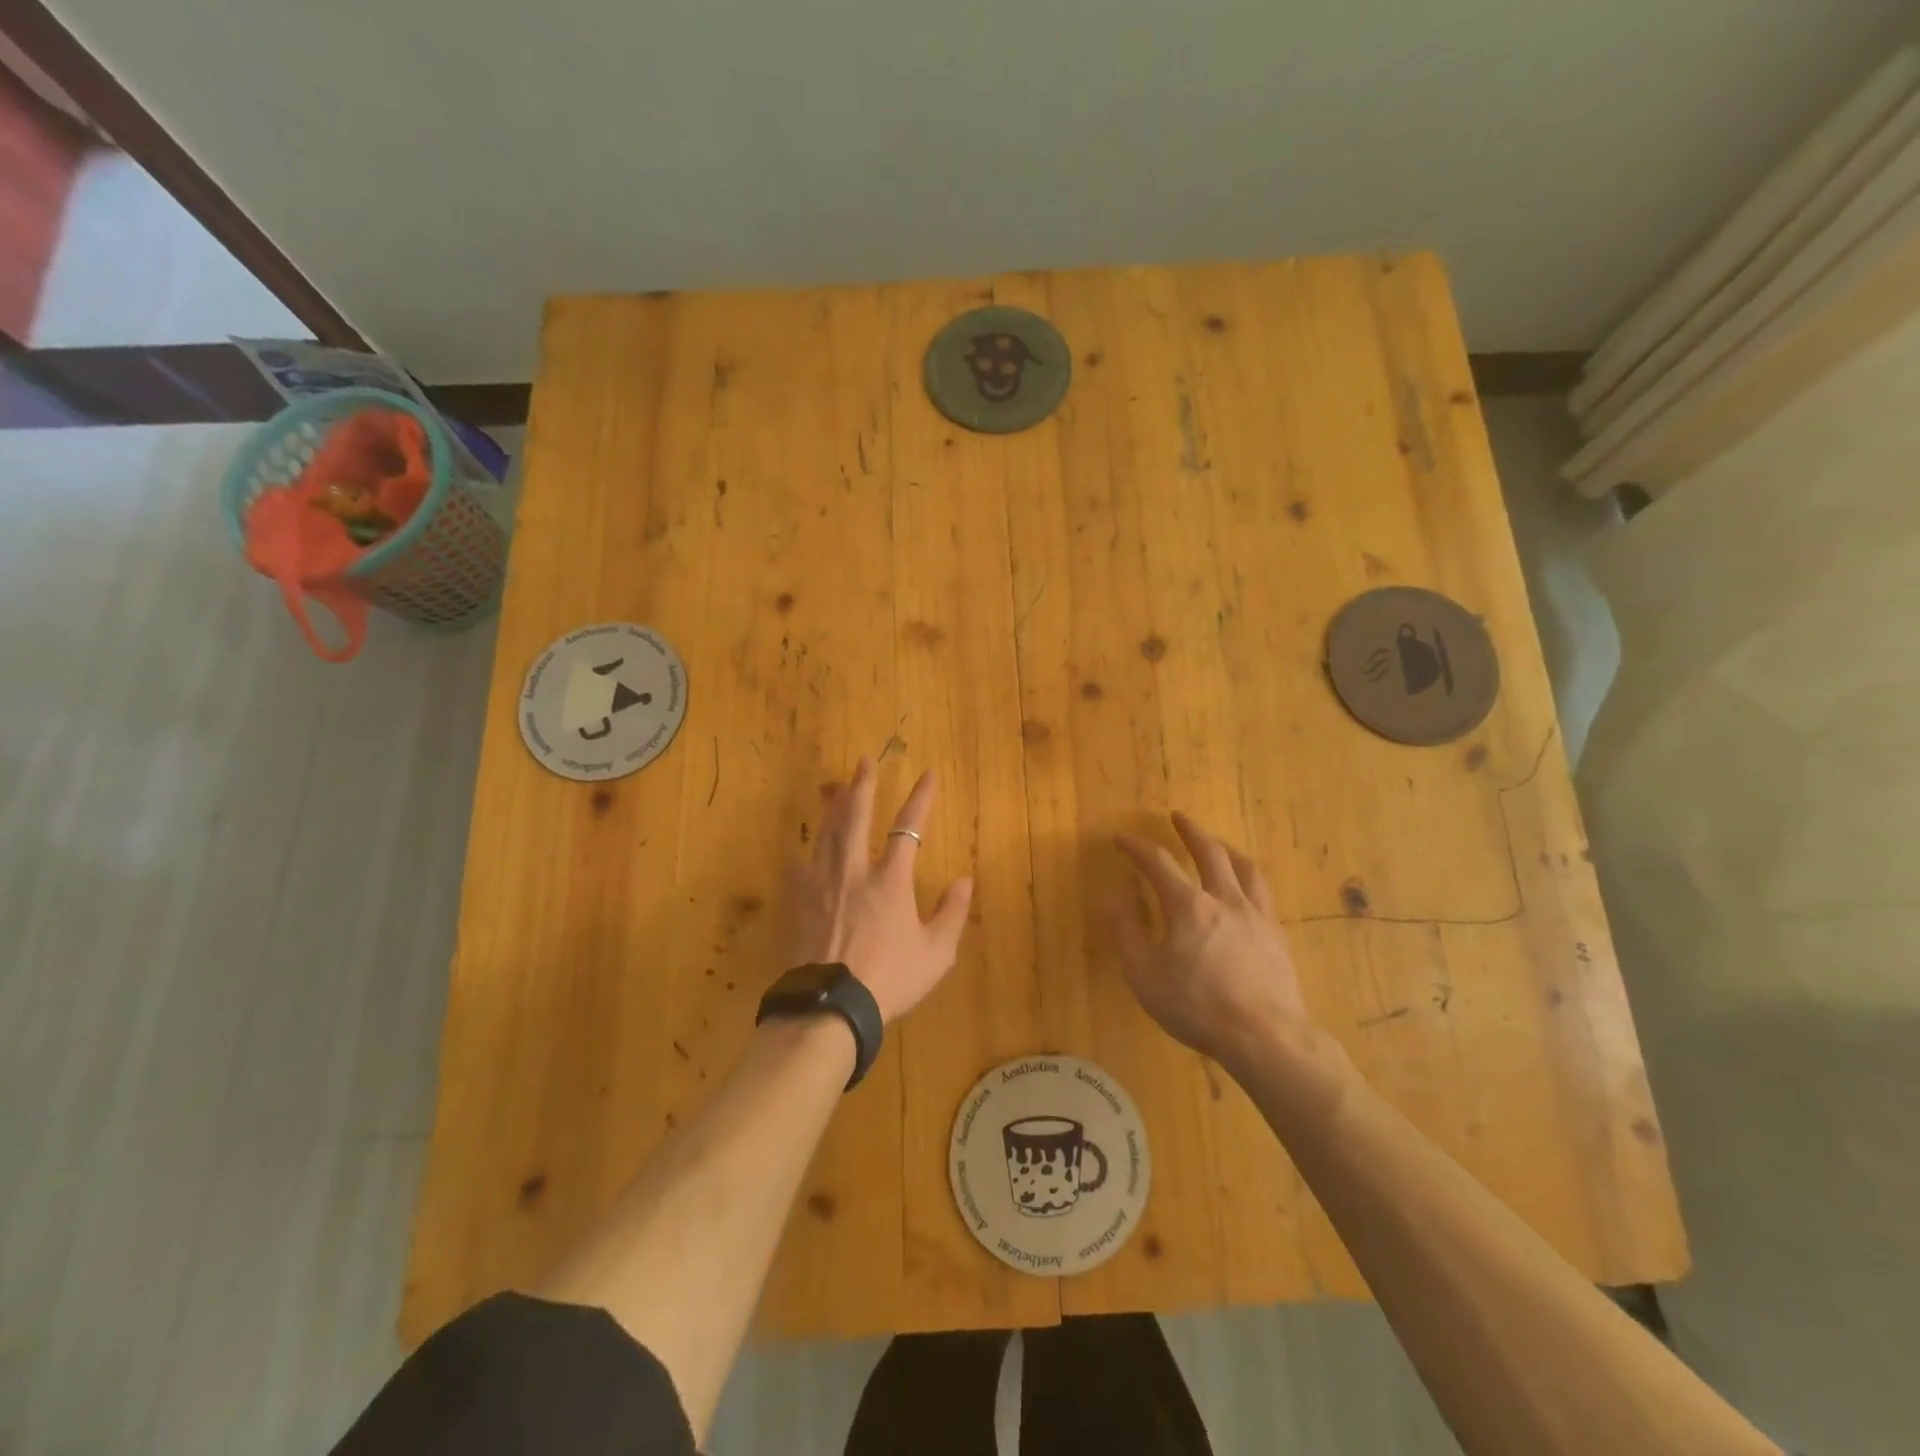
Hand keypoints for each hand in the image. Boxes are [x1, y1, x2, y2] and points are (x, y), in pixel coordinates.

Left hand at [779, 759, 973, 1024]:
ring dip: (834, 806)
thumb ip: (952, 914)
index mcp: (891, 881)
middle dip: (863, 786)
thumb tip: (965, 880)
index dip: (920, 798)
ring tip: (835, 785)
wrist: (830, 1006)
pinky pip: (799, 866)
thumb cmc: (888, 980)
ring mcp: (822, 884)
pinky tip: (802, 843)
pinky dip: (804, 850)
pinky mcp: (798, 902)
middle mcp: (854, 871)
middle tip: (864, 761)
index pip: (908, 828)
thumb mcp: (935, 953)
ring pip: (827, 833)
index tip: (928, 774)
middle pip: (857, 817)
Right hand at [1110, 813, 1312, 1077]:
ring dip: (1226, 848)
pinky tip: (1245, 889)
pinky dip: (1247, 878)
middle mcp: (1225, 899)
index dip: (1137, 848)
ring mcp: (1256, 915)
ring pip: (1244, 867)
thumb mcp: (1144, 975)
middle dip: (1190, 830)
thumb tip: (1113, 897)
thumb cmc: (1196, 1007)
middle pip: (1209, 852)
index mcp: (1188, 906)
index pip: (1158, 863)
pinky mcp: (1277, 935)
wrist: (1265, 1037)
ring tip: (1218, 843)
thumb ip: (1127, 932)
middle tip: (1178, 816)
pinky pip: (1262, 893)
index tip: (1122, 839)